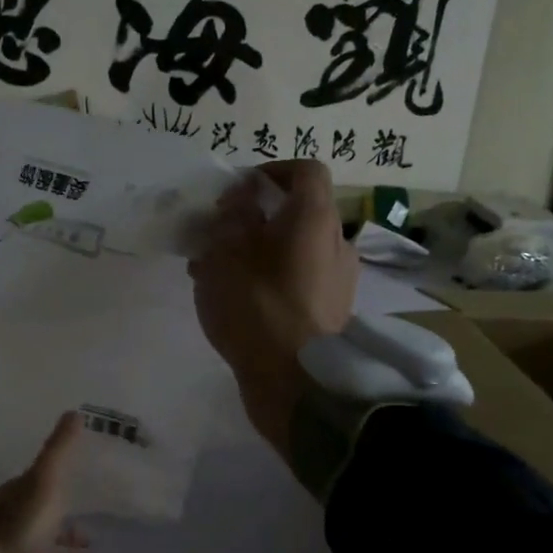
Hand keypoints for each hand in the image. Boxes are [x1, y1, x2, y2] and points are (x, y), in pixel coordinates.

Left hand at [0, 412, 95, 552]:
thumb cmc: (18, 528)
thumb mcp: (44, 482)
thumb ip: (60, 450)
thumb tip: (75, 411)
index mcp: (16, 500)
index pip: (41, 492)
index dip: (61, 494)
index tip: (84, 496)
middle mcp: (12, 529)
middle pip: (44, 529)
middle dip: (68, 534)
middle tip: (94, 542)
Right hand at [187, 159, 357, 453]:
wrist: (295, 381)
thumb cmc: (256, 307)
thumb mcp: (226, 253)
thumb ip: (231, 217)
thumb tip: (243, 199)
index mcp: (315, 218)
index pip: (305, 171)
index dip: (270, 171)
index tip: (237, 191)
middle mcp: (336, 242)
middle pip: (297, 213)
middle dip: (255, 218)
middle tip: (216, 235)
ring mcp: (338, 280)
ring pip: (294, 249)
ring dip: (257, 251)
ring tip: (214, 272)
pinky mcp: (331, 312)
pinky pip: (298, 280)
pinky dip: (269, 279)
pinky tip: (236, 301)